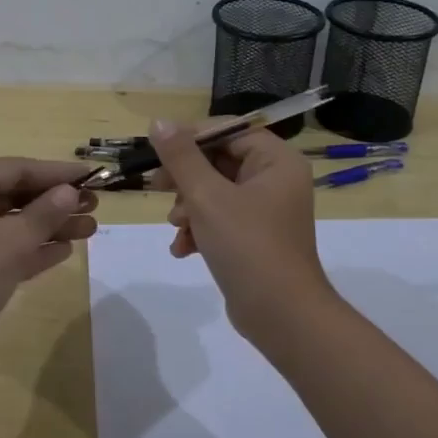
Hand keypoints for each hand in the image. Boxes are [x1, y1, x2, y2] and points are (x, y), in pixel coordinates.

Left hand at [0, 157, 96, 366]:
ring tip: (91, 229)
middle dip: (56, 201)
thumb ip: (44, 213)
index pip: (15, 168)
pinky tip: (65, 250)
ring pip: (13, 223)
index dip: (56, 173)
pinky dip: (33, 248)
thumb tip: (70, 193)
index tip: (92, 177)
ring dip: (50, 226)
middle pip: (15, 194)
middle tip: (95, 206)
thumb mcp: (10, 241)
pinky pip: (6, 248)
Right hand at [151, 120, 331, 338]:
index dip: (190, 138)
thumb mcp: (207, 197)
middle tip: (157, 187)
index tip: (157, 152)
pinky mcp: (255, 237)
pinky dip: (200, 229)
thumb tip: (159, 122)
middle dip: (186, 179)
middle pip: (219, 161)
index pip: (228, 131)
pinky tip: (184, 249)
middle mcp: (276, 179)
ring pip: (215, 192)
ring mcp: (267, 210)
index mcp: (276, 160)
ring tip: (177, 226)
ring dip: (189, 207)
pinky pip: (221, 219)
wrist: (281, 316)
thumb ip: (181, 157)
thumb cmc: (247, 246)